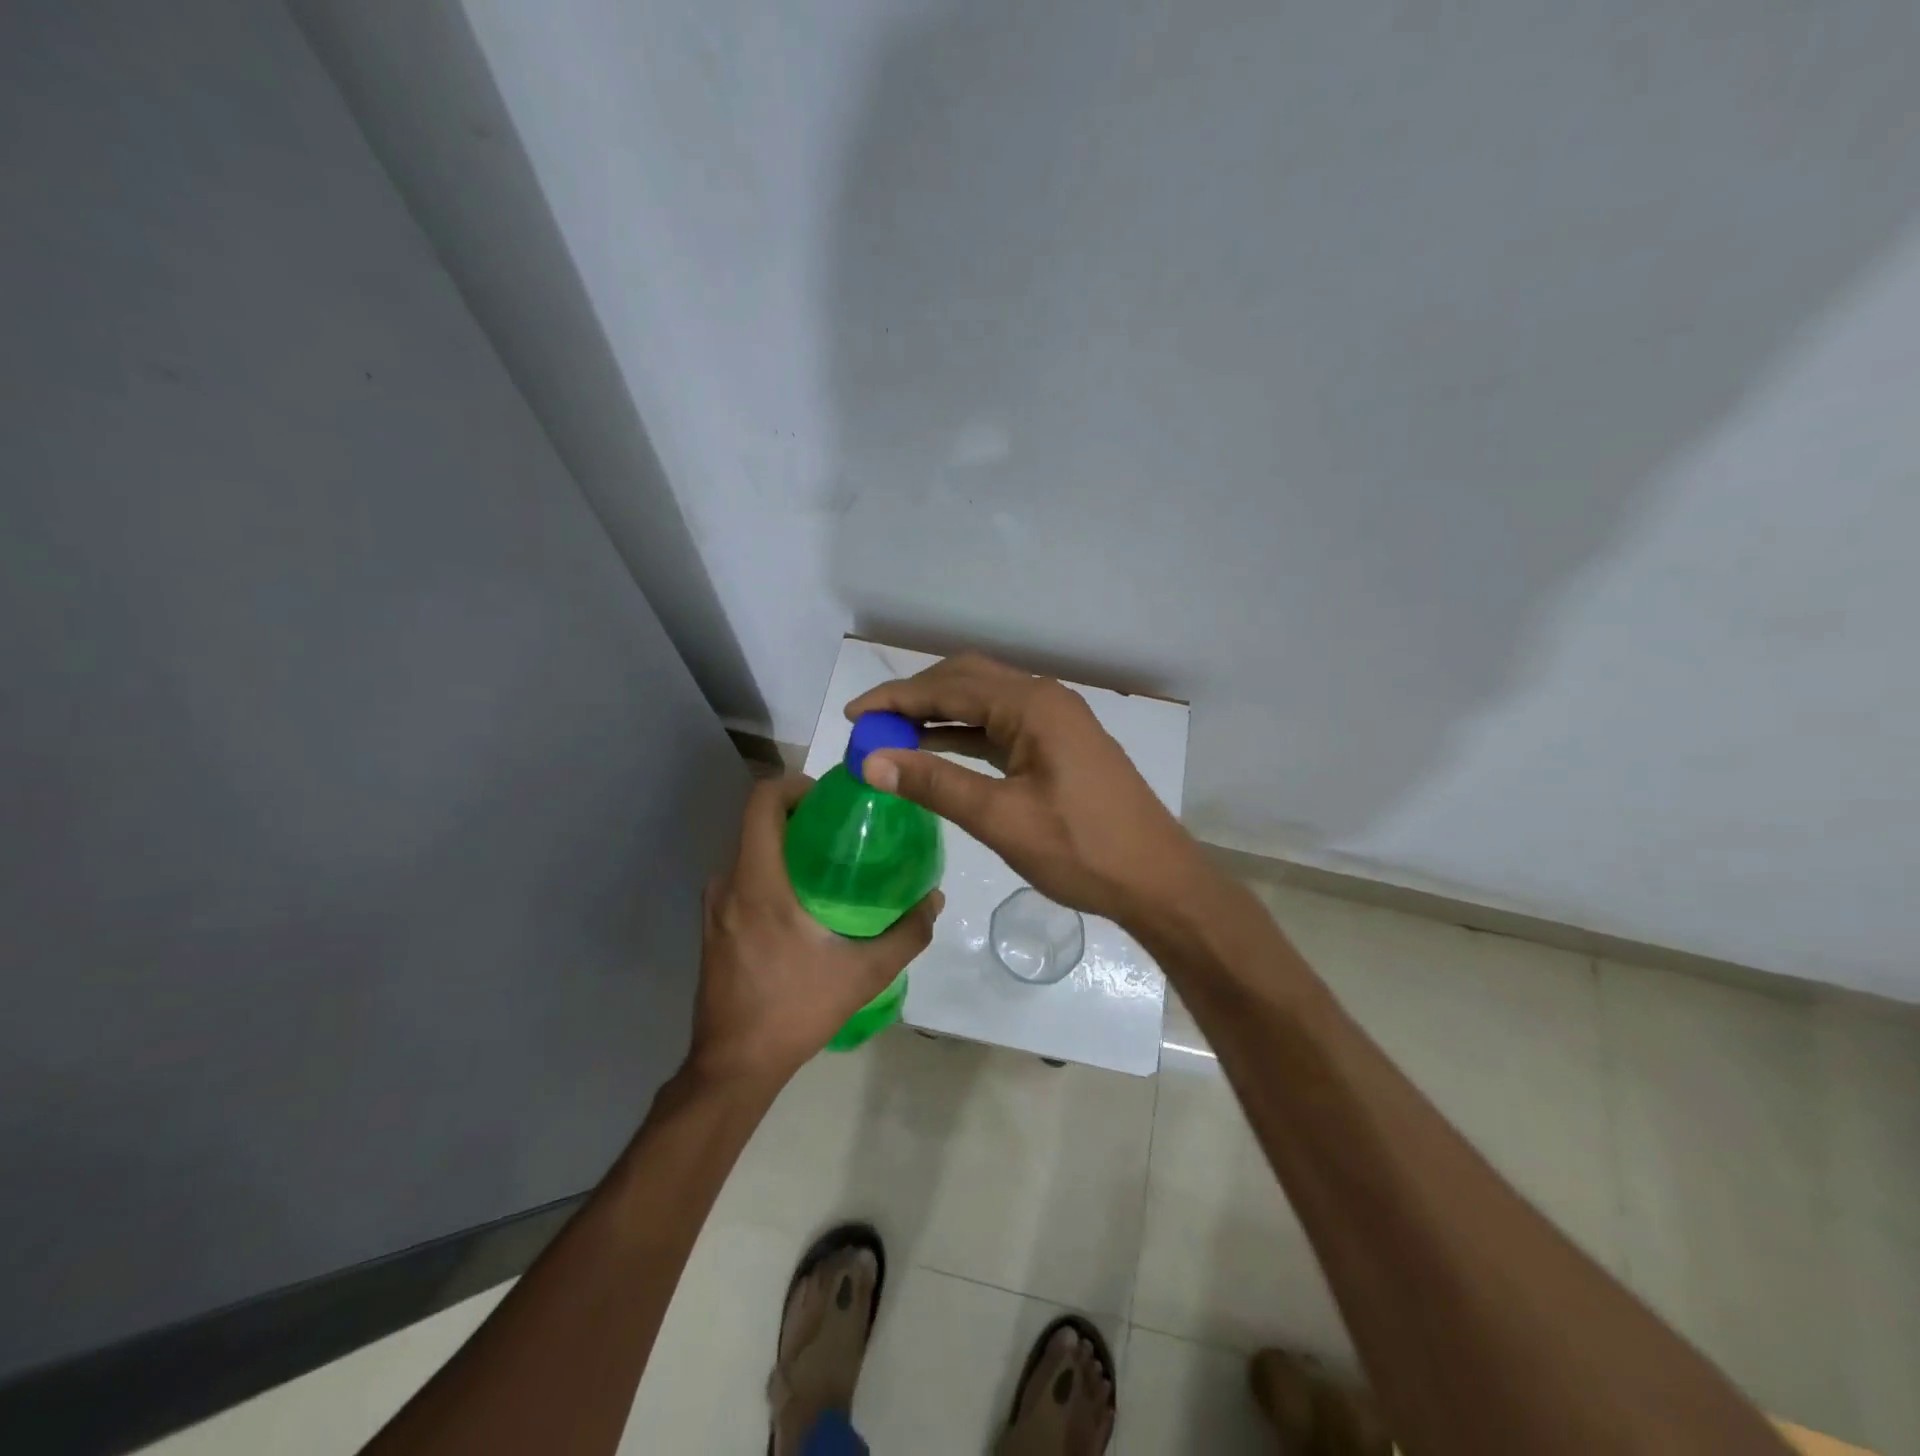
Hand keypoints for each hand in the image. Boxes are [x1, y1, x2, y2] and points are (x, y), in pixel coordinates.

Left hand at [690, 775, 942, 1086]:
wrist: (734, 1065)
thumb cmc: (796, 1010)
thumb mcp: (864, 974)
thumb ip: (906, 934)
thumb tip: (935, 899)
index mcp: (757, 883)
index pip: (761, 802)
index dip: (794, 785)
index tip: (830, 797)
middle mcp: (727, 884)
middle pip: (756, 822)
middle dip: (799, 814)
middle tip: (843, 828)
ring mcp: (714, 906)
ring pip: (749, 850)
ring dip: (785, 845)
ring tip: (829, 861)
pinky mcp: (712, 926)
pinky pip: (742, 876)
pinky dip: (770, 870)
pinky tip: (803, 899)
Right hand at [845, 652, 1203, 925]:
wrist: (1157, 880)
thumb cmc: (1082, 850)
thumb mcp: (1001, 818)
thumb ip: (935, 784)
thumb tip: (872, 761)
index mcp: (1032, 705)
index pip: (948, 688)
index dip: (895, 699)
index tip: (852, 716)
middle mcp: (1044, 699)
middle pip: (966, 681)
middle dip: (915, 699)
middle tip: (871, 725)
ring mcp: (1056, 721)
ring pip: (984, 703)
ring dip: (939, 715)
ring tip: (892, 738)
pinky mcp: (1060, 745)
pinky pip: (1001, 727)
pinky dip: (965, 736)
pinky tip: (937, 752)